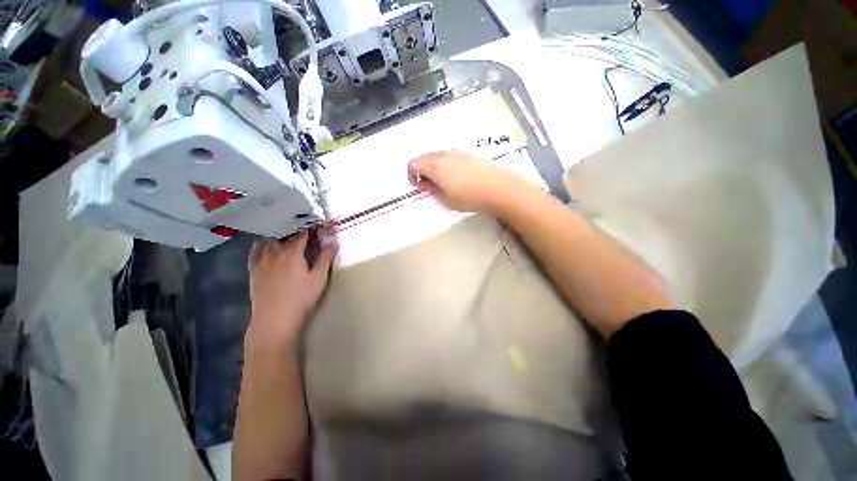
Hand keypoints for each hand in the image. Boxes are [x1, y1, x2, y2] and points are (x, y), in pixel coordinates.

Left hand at [247, 232, 336, 349]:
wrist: (275, 319)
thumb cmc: (301, 298)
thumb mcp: (319, 278)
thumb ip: (325, 258)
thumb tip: (333, 242)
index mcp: (293, 254)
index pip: (303, 235)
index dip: (311, 228)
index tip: (318, 225)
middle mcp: (275, 253)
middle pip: (286, 236)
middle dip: (297, 230)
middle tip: (305, 229)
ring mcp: (262, 261)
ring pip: (270, 241)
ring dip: (279, 235)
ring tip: (286, 234)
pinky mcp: (254, 271)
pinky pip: (255, 252)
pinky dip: (261, 244)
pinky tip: (265, 244)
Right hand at [408, 150, 529, 213]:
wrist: (498, 187)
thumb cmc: (469, 197)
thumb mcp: (446, 200)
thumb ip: (433, 191)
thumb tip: (426, 184)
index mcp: (435, 166)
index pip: (414, 164)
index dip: (411, 175)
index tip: (418, 187)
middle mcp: (444, 155)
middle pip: (424, 157)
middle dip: (422, 170)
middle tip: (428, 185)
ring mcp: (457, 152)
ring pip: (437, 155)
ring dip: (433, 166)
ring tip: (442, 182)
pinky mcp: (469, 154)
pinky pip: (450, 156)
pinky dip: (445, 164)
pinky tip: (456, 176)